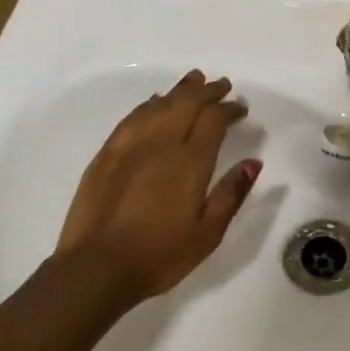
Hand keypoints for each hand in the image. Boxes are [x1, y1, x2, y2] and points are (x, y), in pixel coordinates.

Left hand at [54, 70, 261, 308]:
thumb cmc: (161, 255)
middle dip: (206, 91)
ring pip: (157, 106)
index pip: (213, 120)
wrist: (96, 269)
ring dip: (178, 91)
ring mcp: (128, 147)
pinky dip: (148, 105)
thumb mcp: (208, 233)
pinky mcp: (105, 156)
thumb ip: (231, 193)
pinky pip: (131, 119)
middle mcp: (160, 145)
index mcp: (190, 163)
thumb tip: (253, 162)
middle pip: (185, 104)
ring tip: (192, 81)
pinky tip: (154, 103)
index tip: (241, 107)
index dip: (229, 108)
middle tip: (221, 85)